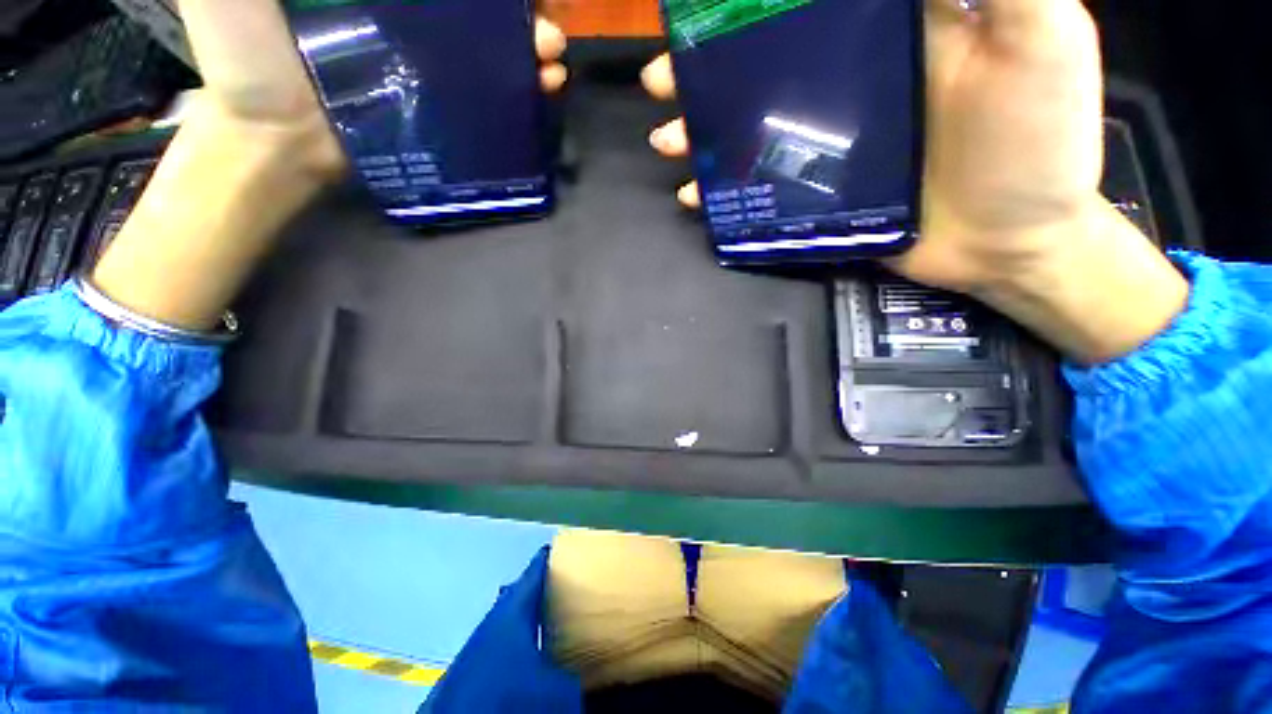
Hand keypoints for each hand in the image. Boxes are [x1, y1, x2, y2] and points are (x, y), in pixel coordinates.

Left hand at [179, 0, 570, 182]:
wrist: (272, 138)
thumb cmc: (243, 54)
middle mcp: (408, 8)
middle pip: (475, 2)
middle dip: (516, 4)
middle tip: (542, 17)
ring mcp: (428, 54)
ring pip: (491, 38)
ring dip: (530, 40)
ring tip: (551, 49)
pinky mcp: (440, 97)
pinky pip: (489, 84)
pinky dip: (522, 82)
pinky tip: (545, 82)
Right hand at [642, 0, 1188, 362]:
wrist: (1014, 242)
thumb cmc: (1037, 144)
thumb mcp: (1039, 36)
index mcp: (887, 35)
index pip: (804, 7)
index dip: (749, 7)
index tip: (703, 11)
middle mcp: (848, 85)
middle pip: (761, 68)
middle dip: (705, 71)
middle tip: (663, 80)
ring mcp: (827, 146)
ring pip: (749, 130)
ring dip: (702, 133)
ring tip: (668, 140)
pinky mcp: (817, 196)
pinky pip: (758, 188)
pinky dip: (724, 192)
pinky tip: (697, 197)